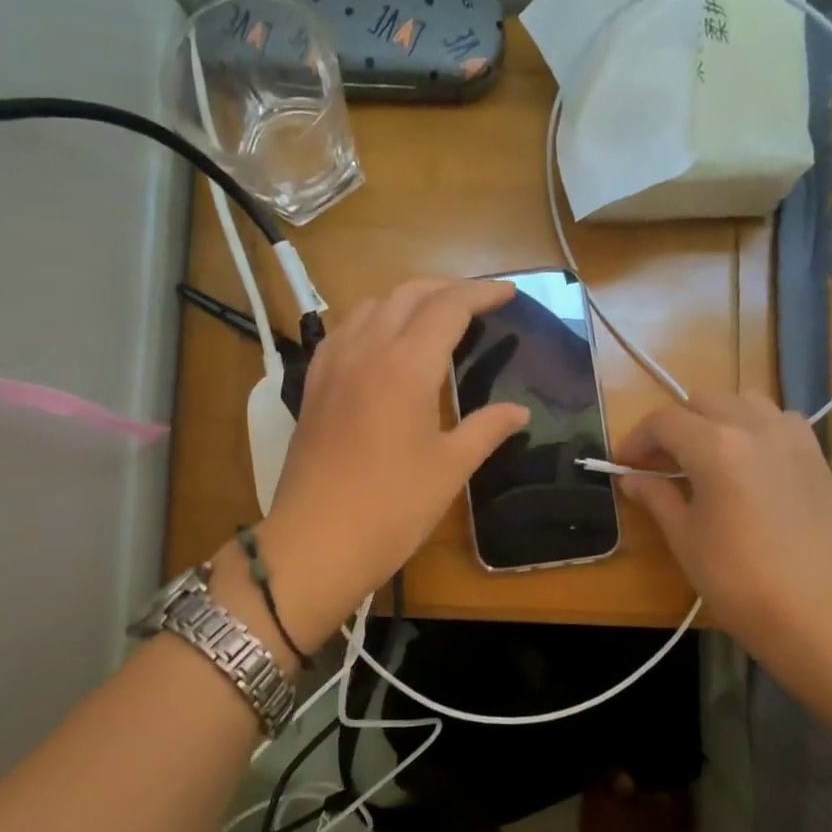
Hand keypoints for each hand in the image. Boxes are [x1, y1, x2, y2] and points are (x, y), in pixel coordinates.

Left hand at [251, 279, 529, 650]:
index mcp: (406, 366)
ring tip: (433, 319)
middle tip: (478, 303)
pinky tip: (382, 343)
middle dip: (447, 288)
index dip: (481, 292)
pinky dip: (371, 321)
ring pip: (370, 306)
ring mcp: (333, 365)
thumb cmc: (391, 508)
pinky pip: (343, 331)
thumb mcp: (450, 469)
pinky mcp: (313, 385)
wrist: (315, 542)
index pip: (448, 307)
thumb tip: (519, 412)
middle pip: (407, 294)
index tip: (508, 293)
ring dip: (407, 300)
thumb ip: (486, 429)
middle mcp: (366, 350)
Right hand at [615, 392, 831, 664]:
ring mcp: (792, 438)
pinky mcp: (816, 456)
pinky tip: (751, 460)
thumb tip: (632, 478)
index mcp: (715, 446)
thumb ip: (656, 496)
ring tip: (708, 453)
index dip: (637, 438)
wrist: (811, 611)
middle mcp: (754, 427)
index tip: (625, 463)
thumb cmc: (735, 578)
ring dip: (718, 417)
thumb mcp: (684, 537)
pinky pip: (781, 420)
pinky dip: (757, 427)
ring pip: (746, 400)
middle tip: (661, 461)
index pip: (664, 421)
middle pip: (703, 401)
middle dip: (675, 424)